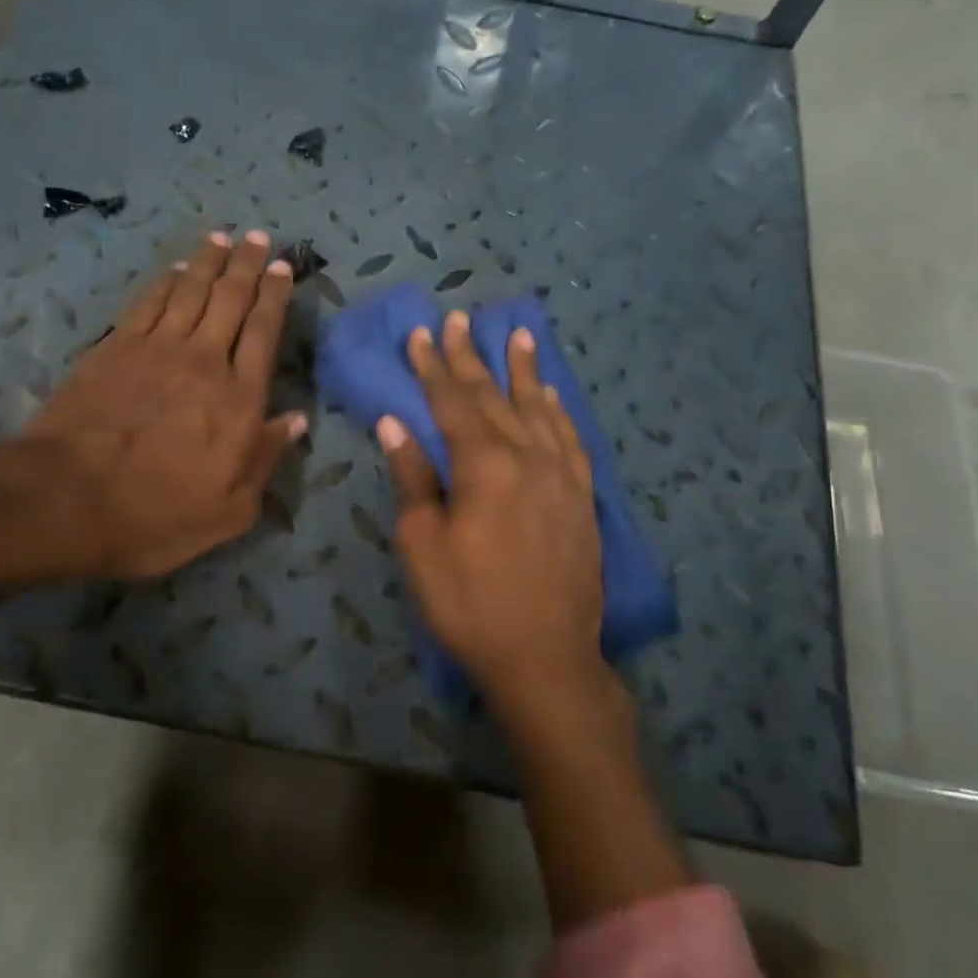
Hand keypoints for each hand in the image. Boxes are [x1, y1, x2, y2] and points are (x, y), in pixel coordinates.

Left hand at [0, 230, 305, 585]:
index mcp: (239, 400)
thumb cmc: (157, 515)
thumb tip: (296, 420)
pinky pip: (149, 302)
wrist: (67, 500)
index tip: (281, 268)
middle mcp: (204, 362)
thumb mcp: (230, 510)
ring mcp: (156, 349)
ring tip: (223, 238)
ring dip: (209, 261)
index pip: (264, 333)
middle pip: (231, 300)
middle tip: (257, 237)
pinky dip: (165, 280)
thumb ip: (265, 459)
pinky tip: (175, 268)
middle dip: (247, 265)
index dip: (275, 297)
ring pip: (191, 291)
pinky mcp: (115, 348)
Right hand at [378, 311, 607, 717]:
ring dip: (524, 371)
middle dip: (471, 358)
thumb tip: (395, 424)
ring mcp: (562, 475)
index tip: (421, 333)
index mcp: (484, 466)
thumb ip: (413, 479)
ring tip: (517, 335)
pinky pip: (571, 439)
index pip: (452, 403)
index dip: (433, 367)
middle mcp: (527, 458)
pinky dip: (558, 411)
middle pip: (494, 397)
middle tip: (459, 319)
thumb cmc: (470, 605)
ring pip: (539, 409)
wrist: (545, 658)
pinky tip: (552, 395)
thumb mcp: (423, 545)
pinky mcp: (582, 497)